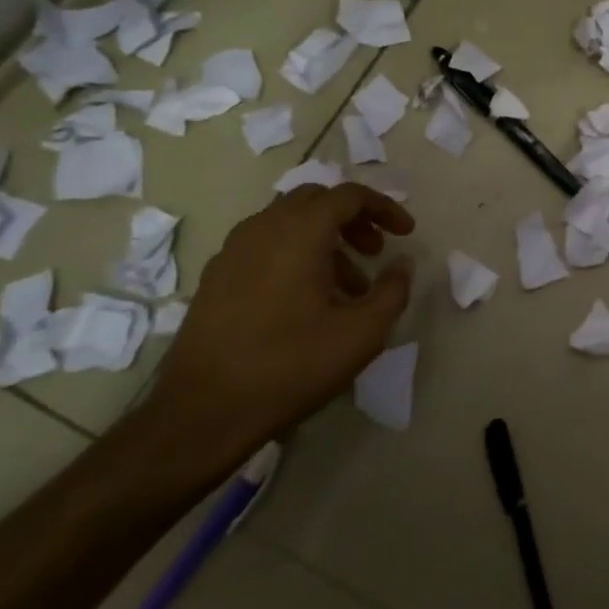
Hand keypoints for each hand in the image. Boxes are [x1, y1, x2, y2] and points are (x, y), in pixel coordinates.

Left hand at [140, 183, 415, 469]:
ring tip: (346, 286)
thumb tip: (402, 264)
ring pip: (288, 223)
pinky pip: (264, 245)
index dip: (384, 208)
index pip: (349, 196)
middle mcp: (263, 228)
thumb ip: (393, 291)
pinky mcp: (215, 277)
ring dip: (324, 240)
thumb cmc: (290, 367)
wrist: (201, 412)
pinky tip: (305, 300)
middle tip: (375, 252)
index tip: (406, 233)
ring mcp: (233, 251)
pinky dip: (294, 254)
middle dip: (353, 219)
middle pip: (316, 200)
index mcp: (299, 232)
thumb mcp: (361, 334)